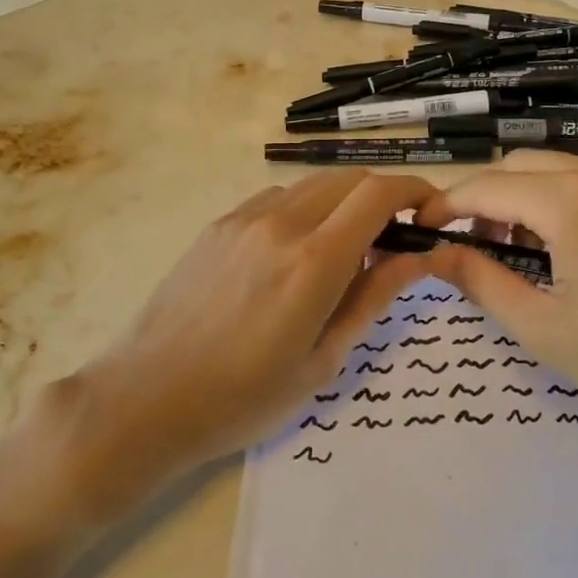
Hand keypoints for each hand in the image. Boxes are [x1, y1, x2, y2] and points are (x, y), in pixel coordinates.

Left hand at [61, 171, 437, 513]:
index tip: (431, 213)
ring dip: (342, 203)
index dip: (415, 193)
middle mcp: (281, 223)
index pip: (378, 194)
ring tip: (342, 253)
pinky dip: (304, 209)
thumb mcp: (322, 361)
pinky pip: (277, 198)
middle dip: (382, 198)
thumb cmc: (243, 398)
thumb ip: (372, 299)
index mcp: (313, 261)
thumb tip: (417, 257)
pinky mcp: (218, 224)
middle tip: (392, 240)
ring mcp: (244, 218)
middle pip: (349, 179)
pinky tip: (295, 253)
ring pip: (313, 185)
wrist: (146, 398)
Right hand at [414, 150, 577, 443]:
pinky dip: (559, 203)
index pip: (486, 186)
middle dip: (483, 200)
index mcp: (569, 200)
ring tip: (515, 254)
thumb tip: (435, 255)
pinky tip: (567, 251)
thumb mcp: (544, 329)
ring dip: (522, 200)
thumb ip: (481, 282)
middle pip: (519, 167)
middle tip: (468, 248)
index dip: (445, 206)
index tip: (419, 230)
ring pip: (556, 171)